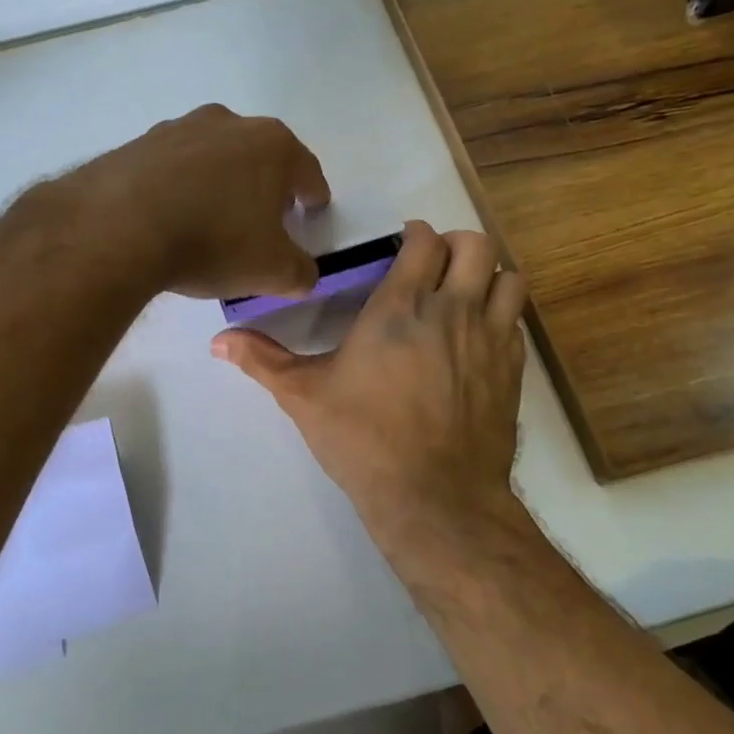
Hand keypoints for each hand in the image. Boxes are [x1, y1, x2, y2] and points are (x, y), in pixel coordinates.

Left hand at [60, 104, 330, 299]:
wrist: (119, 227)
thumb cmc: (212, 242)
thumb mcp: (272, 271)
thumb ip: (301, 272)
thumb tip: (303, 273)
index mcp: (272, 145)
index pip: (307, 171)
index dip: (313, 195)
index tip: (312, 211)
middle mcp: (229, 123)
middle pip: (260, 155)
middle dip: (266, 184)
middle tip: (262, 218)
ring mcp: (179, 127)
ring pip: (214, 156)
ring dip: (219, 181)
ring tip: (211, 218)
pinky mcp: (139, 143)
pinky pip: (172, 166)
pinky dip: (179, 185)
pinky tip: (170, 215)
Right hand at [212, 222, 527, 534]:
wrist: (434, 498)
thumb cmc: (363, 439)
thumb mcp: (303, 396)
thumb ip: (262, 360)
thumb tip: (217, 341)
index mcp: (401, 307)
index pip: (425, 242)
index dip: (416, 236)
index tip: (402, 246)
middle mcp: (453, 311)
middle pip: (476, 246)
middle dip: (457, 245)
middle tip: (434, 265)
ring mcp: (491, 340)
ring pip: (509, 280)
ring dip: (488, 277)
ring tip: (464, 295)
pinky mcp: (512, 372)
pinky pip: (517, 324)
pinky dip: (502, 318)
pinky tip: (477, 341)